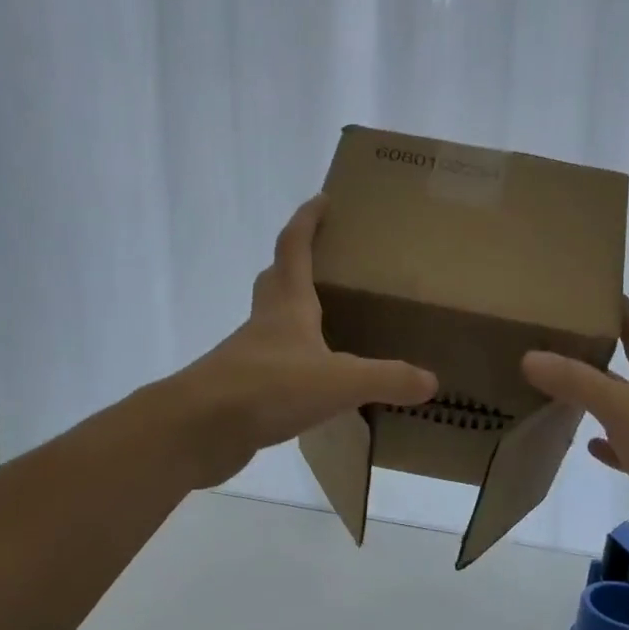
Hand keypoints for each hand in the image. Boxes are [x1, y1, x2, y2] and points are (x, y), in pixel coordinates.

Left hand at [171, 196, 437, 487]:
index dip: (308, 221)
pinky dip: (292, 364)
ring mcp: (249, 358)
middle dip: (296, 263)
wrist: (198, 430)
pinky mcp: (242, 391)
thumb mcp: (339, 382)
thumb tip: (430, 380)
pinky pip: (272, 367)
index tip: (323, 199)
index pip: (294, 248)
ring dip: (294, 316)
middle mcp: (265, 324)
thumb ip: (387, 379)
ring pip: (272, 324)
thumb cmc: (268, 388)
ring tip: (329, 326)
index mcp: (287, 306)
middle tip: (326, 262)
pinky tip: (313, 384)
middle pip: (276, 280)